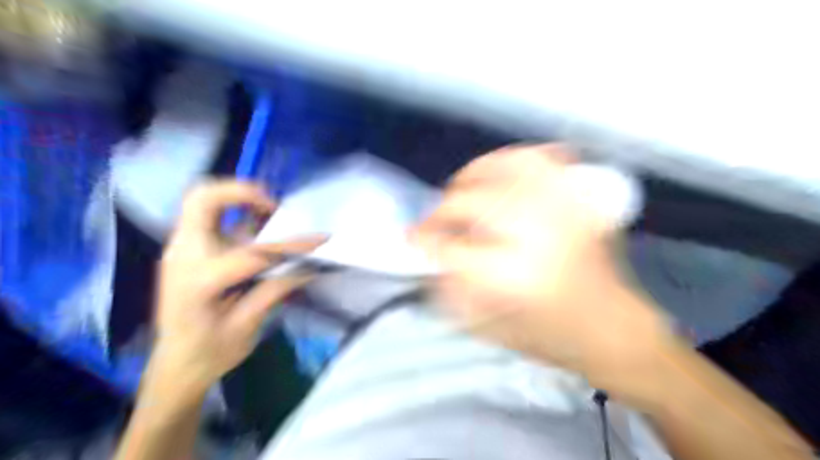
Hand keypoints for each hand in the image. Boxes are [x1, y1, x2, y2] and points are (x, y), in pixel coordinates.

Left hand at [152, 180, 322, 391]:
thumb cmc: (210, 352)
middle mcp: (182, 256)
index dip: (292, 245)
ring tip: (269, 216)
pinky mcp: (186, 250)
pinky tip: (255, 231)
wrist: (174, 366)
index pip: (253, 253)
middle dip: (242, 193)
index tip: (321, 240)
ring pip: (202, 201)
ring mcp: (180, 249)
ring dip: (238, 200)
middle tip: (273, 207)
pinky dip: (234, 213)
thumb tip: (309, 266)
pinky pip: (208, 217)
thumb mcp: (248, 327)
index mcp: (198, 282)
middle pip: (202, 199)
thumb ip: (276, 290)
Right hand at [414, 144, 669, 387]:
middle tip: (436, 222)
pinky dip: (515, 156)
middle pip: (471, 201)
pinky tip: (501, 169)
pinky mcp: (578, 199)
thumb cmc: (549, 336)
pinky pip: (541, 159)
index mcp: (513, 277)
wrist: (612, 328)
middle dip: (442, 211)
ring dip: (472, 177)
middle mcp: (538, 234)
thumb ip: (451, 286)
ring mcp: (562, 209)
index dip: (424, 239)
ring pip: (502, 169)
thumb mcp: (489, 327)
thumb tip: (429, 252)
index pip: (450, 245)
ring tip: (461, 190)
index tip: (413, 237)